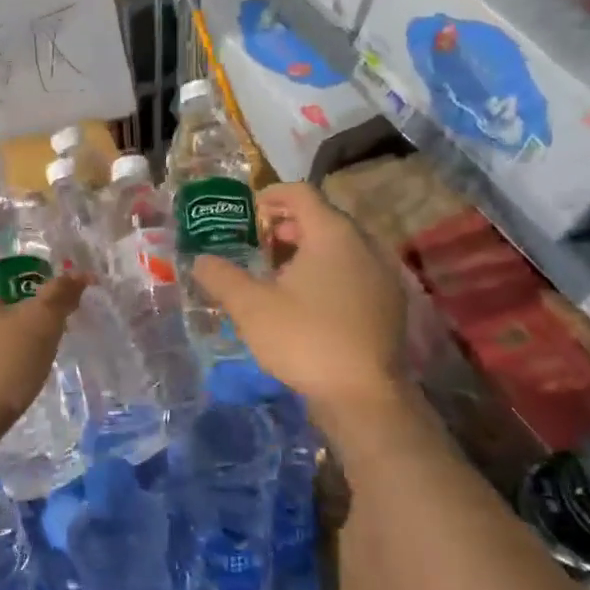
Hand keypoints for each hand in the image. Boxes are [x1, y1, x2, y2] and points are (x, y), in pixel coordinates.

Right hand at [191, 182, 405, 414]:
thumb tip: (200, 260)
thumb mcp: (250, 307)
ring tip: (280, 276)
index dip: (272, 196)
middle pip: (324, 219)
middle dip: (289, 226)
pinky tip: (309, 304)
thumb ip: (221, 277)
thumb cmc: (305, 338)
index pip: (302, 193)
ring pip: (341, 248)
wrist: (363, 396)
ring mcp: (383, 276)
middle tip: (259, 244)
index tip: (249, 211)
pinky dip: (330, 274)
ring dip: (309, 252)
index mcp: (333, 234)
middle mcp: (365, 245)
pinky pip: (355, 273)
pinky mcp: (389, 305)